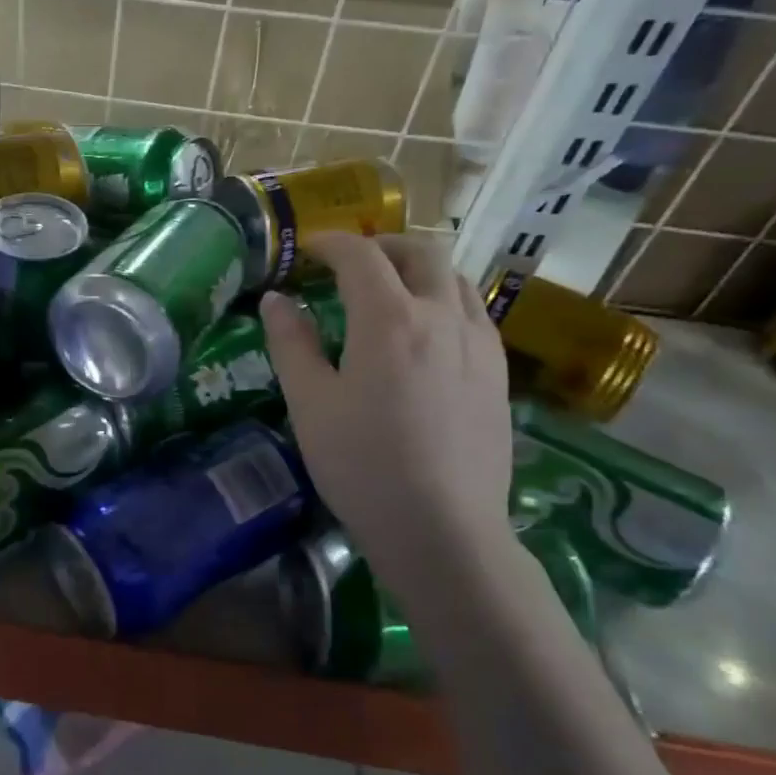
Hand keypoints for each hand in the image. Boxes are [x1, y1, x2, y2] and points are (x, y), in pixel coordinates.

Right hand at [260, 234, 515, 591]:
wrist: (443, 530)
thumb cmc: (362, 466)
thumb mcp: (309, 404)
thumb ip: (291, 343)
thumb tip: (276, 299)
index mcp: (389, 320)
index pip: (360, 255)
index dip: (329, 244)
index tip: (305, 251)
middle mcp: (442, 317)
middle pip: (421, 252)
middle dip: (381, 245)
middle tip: (349, 264)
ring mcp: (479, 344)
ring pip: (456, 279)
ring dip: (419, 269)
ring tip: (390, 292)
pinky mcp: (499, 374)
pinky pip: (475, 313)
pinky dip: (446, 300)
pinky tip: (428, 335)